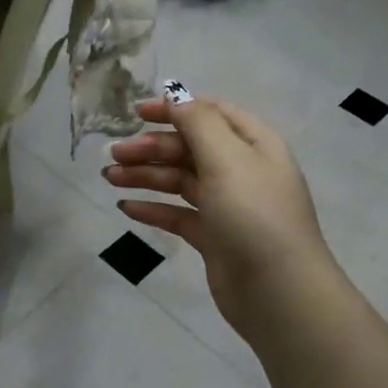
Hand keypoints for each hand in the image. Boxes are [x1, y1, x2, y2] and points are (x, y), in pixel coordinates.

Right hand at [104, 94, 338, 340]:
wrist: (277, 291)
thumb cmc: (254, 215)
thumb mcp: (227, 159)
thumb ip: (198, 123)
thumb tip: (175, 97)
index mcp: (254, 144)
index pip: (211, 113)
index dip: (174, 108)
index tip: (136, 113)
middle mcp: (242, 170)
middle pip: (190, 148)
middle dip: (151, 147)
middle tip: (114, 155)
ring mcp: (228, 205)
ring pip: (180, 180)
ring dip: (145, 175)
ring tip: (110, 178)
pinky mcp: (214, 237)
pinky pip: (178, 214)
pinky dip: (153, 208)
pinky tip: (126, 207)